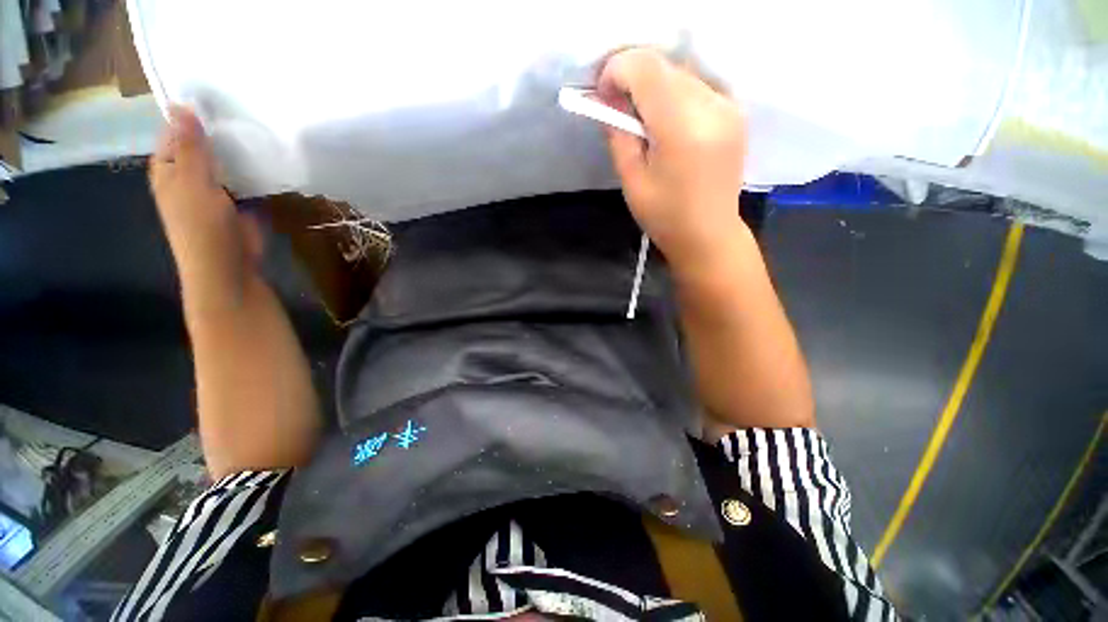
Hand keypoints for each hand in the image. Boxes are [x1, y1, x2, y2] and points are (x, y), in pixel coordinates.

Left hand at [150, 106, 262, 305]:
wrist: (229, 266)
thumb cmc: (201, 226)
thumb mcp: (192, 182)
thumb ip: (189, 146)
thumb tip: (180, 105)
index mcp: (169, 167)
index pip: (177, 130)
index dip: (193, 113)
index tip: (217, 95)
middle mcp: (190, 174)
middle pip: (204, 143)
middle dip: (221, 129)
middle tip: (246, 106)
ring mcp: (217, 188)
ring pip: (228, 159)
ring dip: (241, 148)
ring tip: (262, 126)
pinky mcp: (241, 200)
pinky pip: (247, 177)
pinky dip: (256, 167)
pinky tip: (270, 155)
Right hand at [598, 49, 747, 270]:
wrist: (709, 234)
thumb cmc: (664, 217)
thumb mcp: (632, 180)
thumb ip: (619, 135)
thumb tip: (609, 101)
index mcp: (682, 128)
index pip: (646, 69)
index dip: (616, 70)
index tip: (600, 93)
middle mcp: (712, 106)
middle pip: (663, 65)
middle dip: (631, 75)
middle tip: (613, 102)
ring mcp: (728, 106)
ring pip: (680, 72)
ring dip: (651, 84)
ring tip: (636, 114)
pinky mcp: (734, 112)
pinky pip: (696, 85)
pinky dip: (672, 92)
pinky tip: (662, 118)